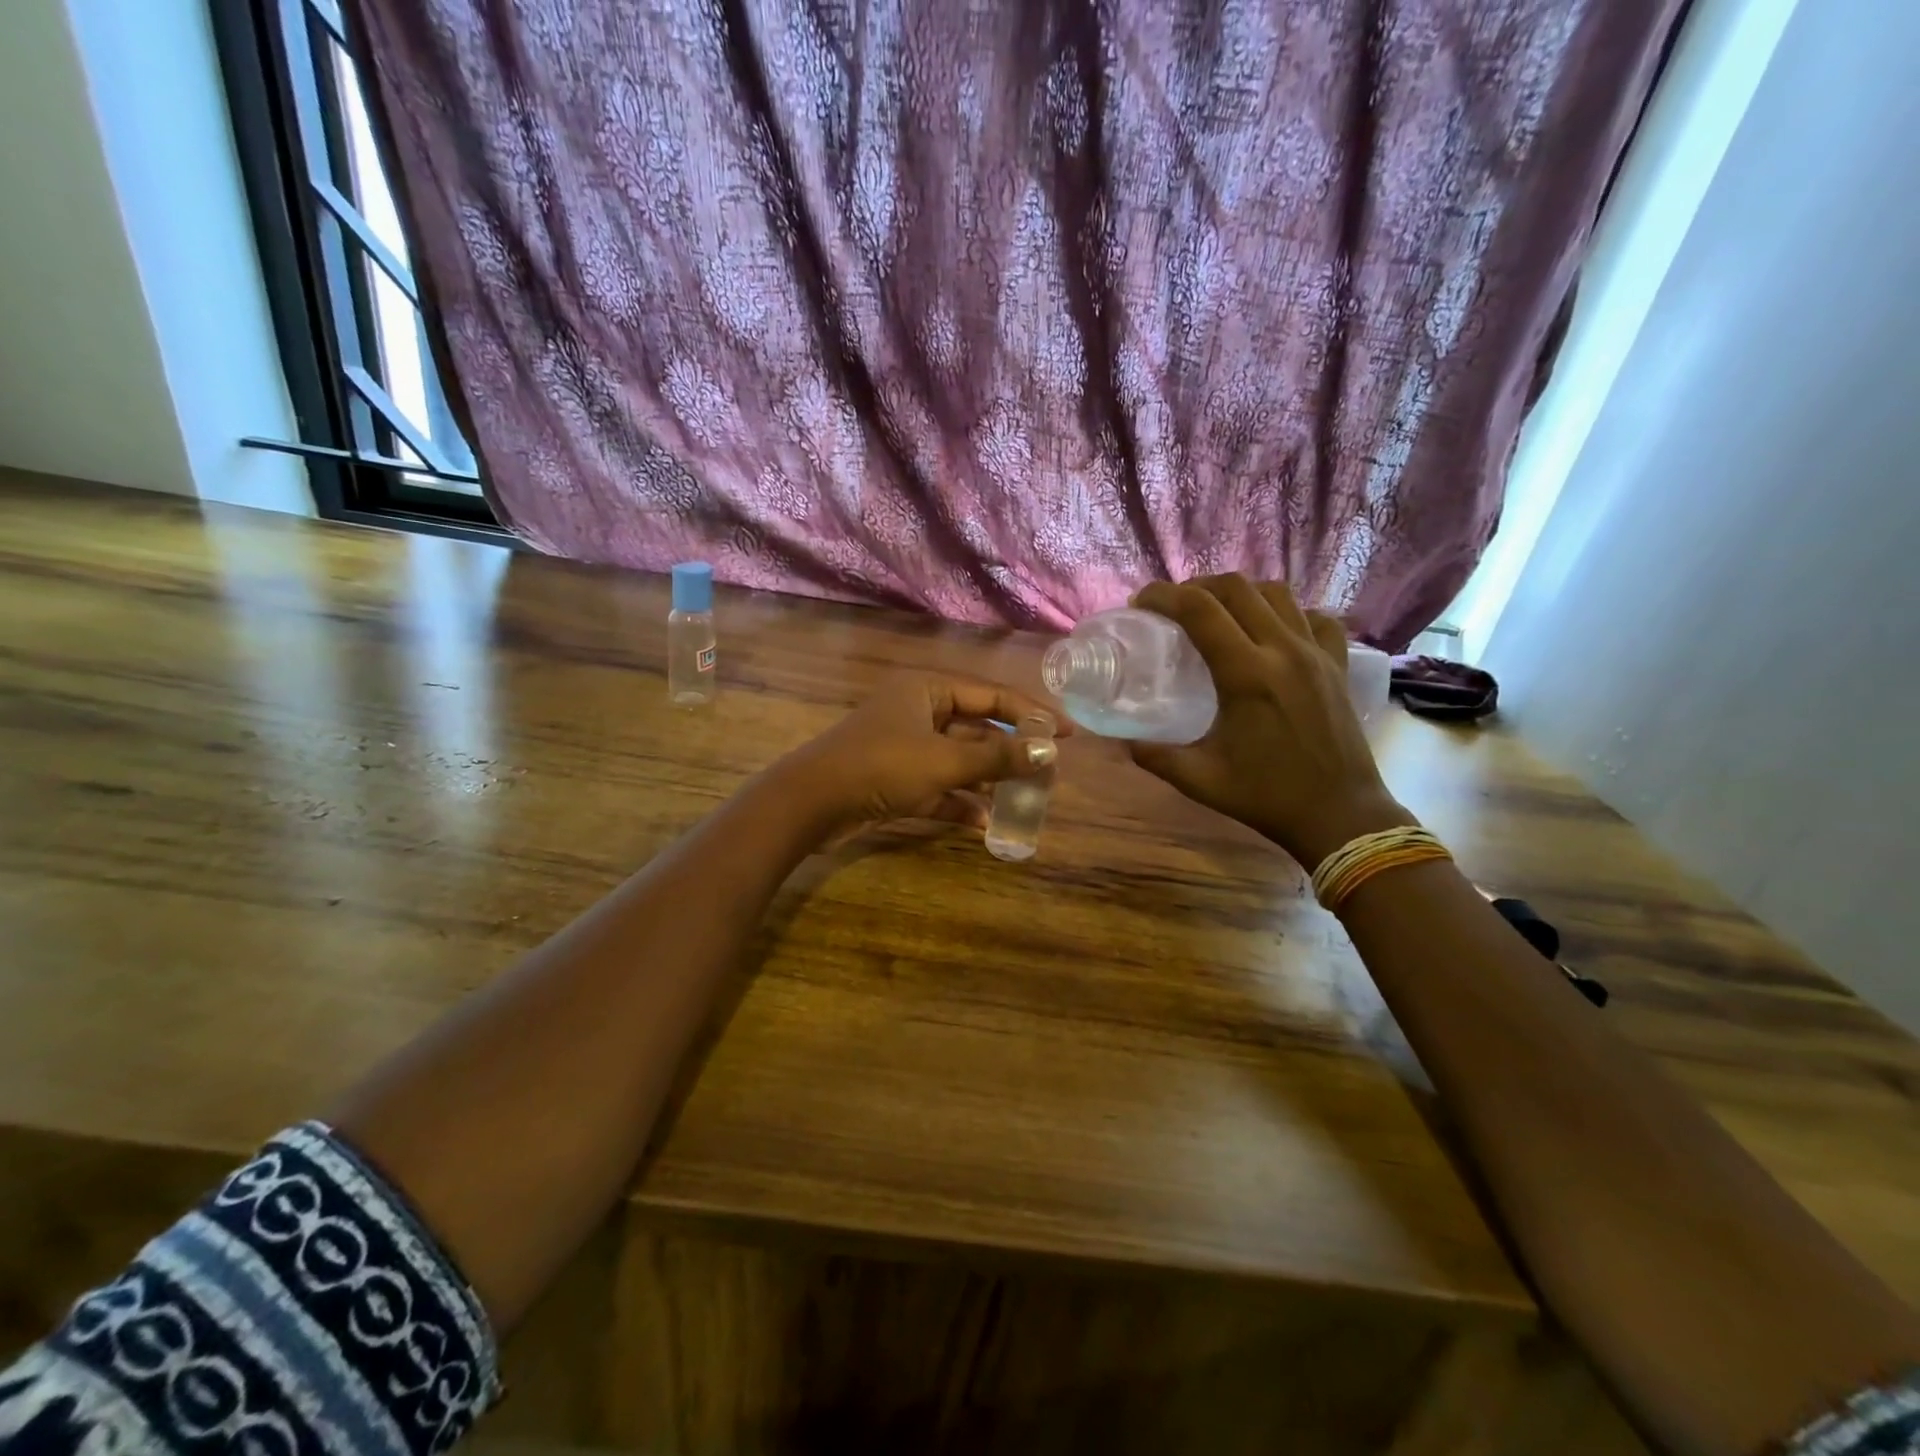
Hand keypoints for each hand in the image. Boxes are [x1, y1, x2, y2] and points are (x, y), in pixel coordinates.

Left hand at [778, 672, 1066, 836]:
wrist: (810, 804)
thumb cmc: (881, 767)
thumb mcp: (944, 761)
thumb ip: (998, 758)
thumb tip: (1049, 752)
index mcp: (927, 689)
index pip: (991, 694)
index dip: (1032, 712)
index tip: (1068, 733)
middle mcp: (917, 711)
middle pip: (976, 728)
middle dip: (1010, 752)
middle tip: (1047, 772)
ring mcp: (905, 746)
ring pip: (958, 760)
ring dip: (987, 779)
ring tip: (1025, 798)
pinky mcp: (894, 780)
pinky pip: (937, 787)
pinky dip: (958, 802)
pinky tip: (984, 823)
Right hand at [1127, 576, 1407, 866]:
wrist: (1340, 815)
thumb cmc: (1266, 797)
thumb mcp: (1200, 779)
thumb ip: (1156, 756)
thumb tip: (1123, 741)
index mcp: (1246, 675)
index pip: (1199, 611)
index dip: (1164, 596)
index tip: (1141, 603)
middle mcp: (1283, 650)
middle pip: (1237, 588)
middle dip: (1197, 587)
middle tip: (1174, 606)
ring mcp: (1316, 653)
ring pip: (1276, 593)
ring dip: (1240, 593)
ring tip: (1217, 612)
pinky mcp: (1337, 664)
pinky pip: (1313, 617)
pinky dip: (1287, 612)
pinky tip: (1271, 630)